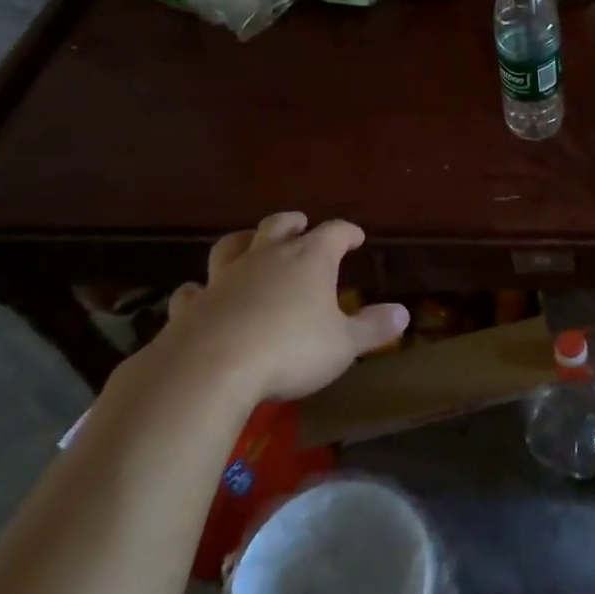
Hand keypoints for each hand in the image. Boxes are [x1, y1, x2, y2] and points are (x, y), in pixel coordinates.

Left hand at [146, 213, 407, 407]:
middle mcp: (266, 258)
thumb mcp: (344, 344)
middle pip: (279, 225)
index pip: (334, 232)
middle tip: (300, 225)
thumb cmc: (290, 350)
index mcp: (309, 259)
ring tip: (250, 245)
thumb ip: (373, 328)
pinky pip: (195, 289)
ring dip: (244, 242)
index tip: (356, 238)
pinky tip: (201, 295)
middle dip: (293, 223)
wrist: (211, 370)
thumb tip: (403, 313)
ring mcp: (224, 278)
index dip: (347, 233)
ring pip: (232, 246)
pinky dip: (201, 289)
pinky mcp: (192, 305)